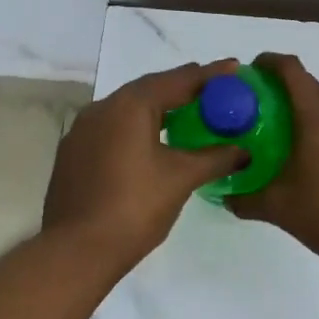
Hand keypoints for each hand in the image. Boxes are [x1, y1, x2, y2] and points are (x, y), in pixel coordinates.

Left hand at [42, 60, 248, 269]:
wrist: (76, 251)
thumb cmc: (134, 207)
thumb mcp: (181, 179)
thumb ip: (215, 158)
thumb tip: (244, 151)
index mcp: (130, 105)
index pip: (178, 80)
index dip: (209, 75)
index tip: (234, 67)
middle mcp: (103, 107)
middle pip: (150, 89)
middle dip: (183, 87)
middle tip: (213, 90)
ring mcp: (83, 130)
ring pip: (128, 108)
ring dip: (158, 108)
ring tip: (186, 113)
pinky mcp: (74, 152)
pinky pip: (112, 128)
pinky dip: (136, 127)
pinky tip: (150, 143)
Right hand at [227, 53, 318, 269]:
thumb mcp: (277, 206)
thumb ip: (244, 198)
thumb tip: (223, 196)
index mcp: (315, 116)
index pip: (291, 69)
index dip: (268, 62)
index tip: (248, 73)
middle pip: (307, 83)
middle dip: (280, 86)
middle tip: (254, 106)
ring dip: (301, 105)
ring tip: (277, 129)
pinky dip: (318, 123)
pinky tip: (306, 153)